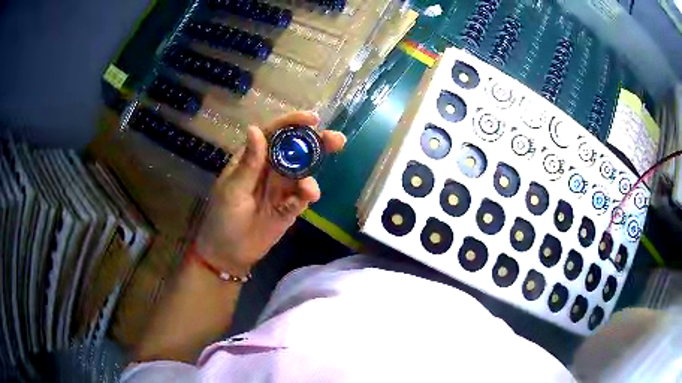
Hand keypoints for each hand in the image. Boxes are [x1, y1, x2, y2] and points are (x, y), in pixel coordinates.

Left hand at [194, 111, 345, 274]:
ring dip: (315, 171)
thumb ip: (248, 163)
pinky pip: (304, 195)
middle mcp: (271, 168)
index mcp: (253, 158)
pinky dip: (308, 193)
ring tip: (310, 187)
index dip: (293, 123)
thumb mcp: (232, 190)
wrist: (229, 253)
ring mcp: (282, 187)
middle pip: (296, 148)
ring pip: (305, 170)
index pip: (274, 133)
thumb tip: (255, 129)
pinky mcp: (291, 206)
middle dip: (317, 142)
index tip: (313, 119)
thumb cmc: (223, 217)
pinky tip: (307, 196)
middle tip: (336, 140)